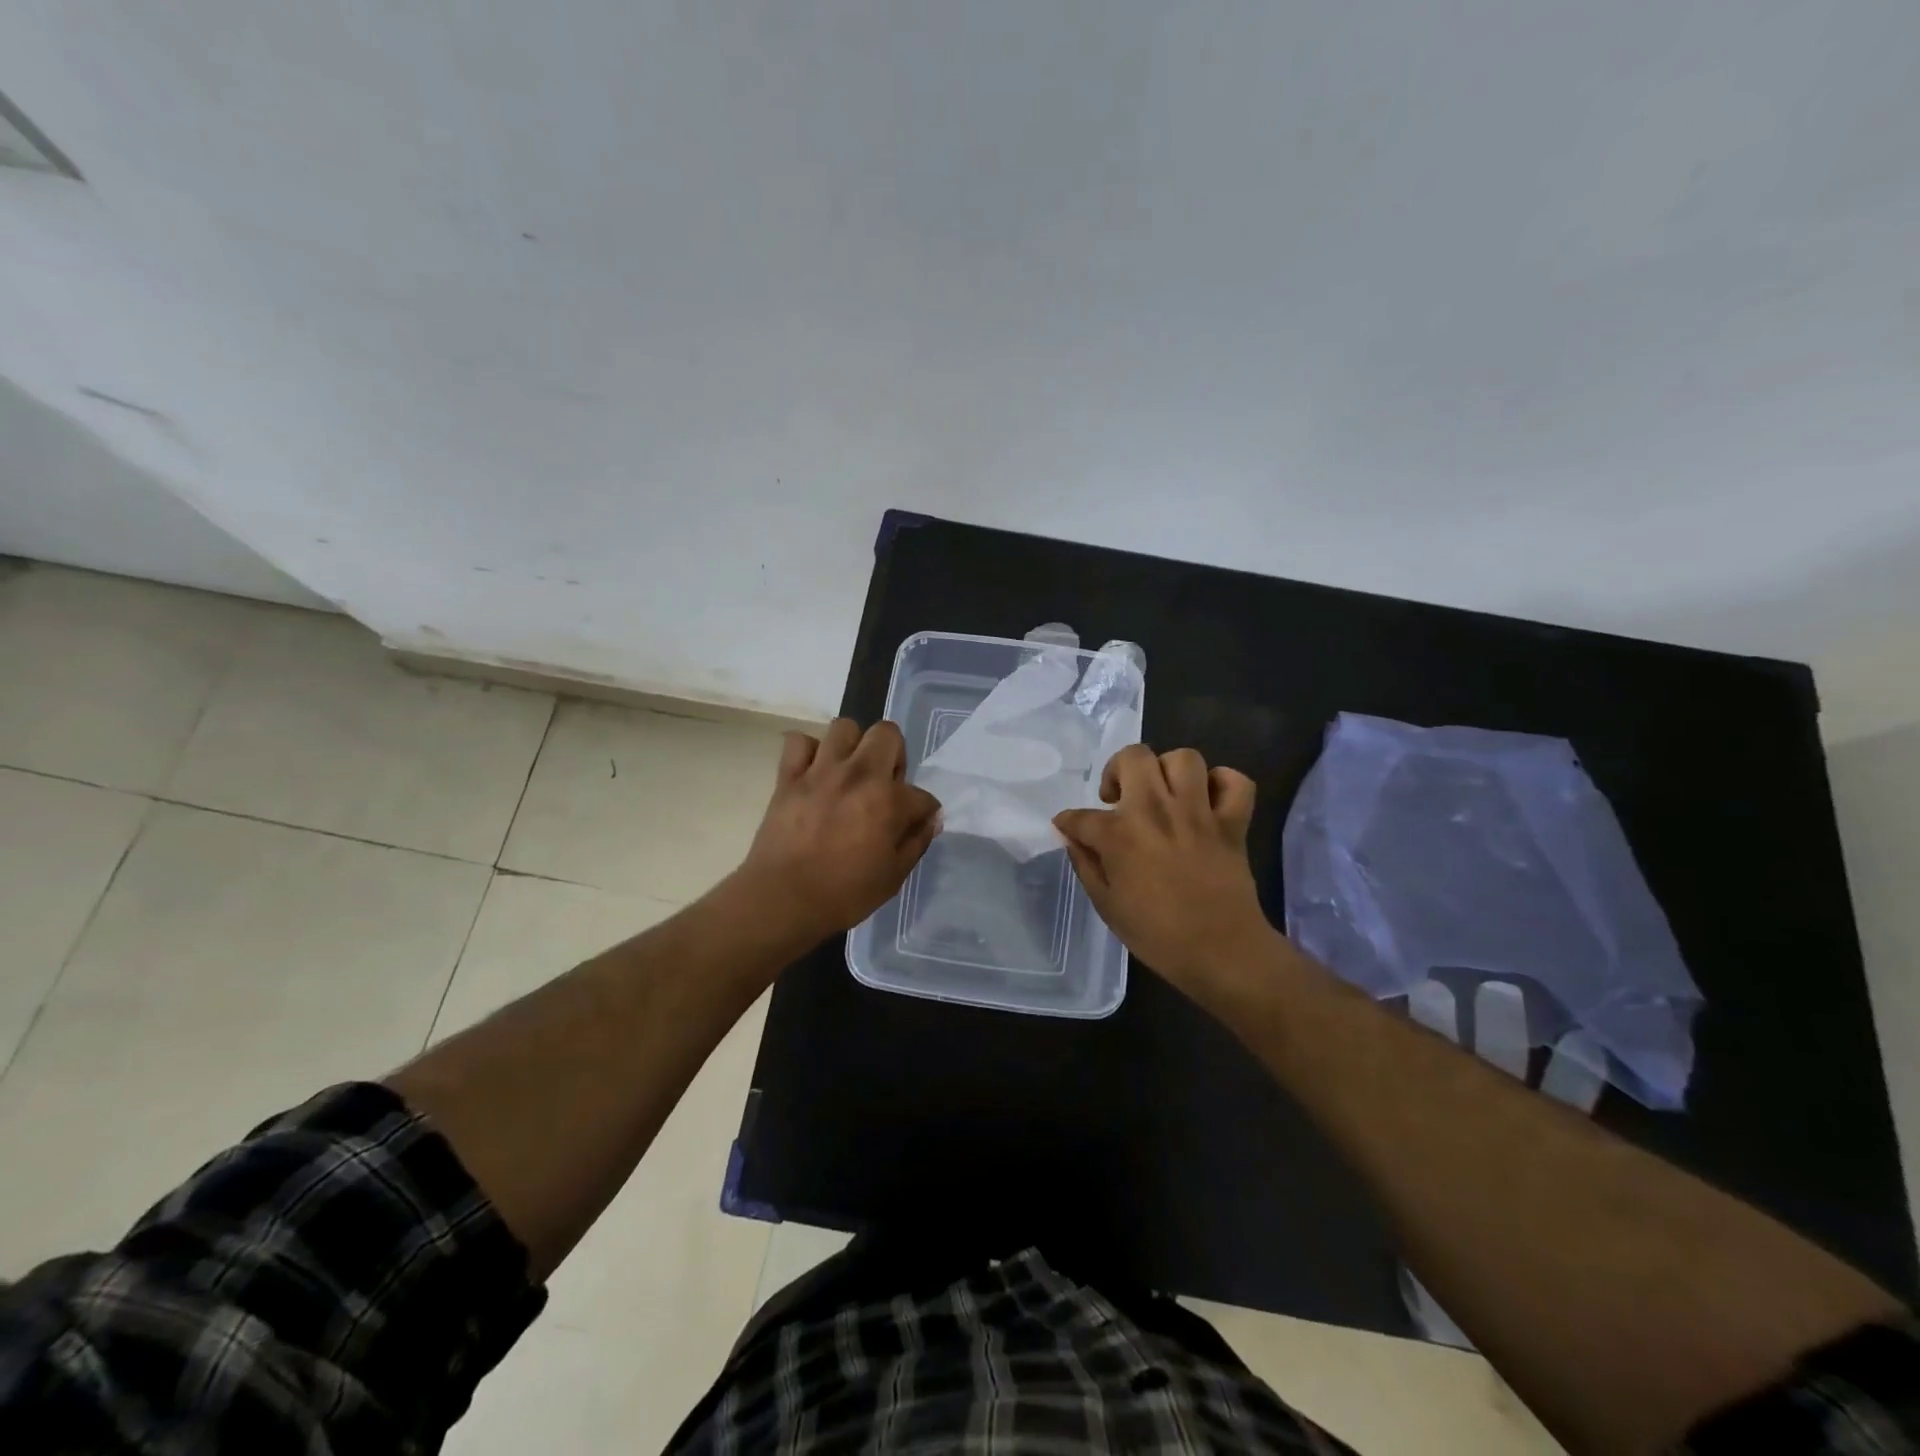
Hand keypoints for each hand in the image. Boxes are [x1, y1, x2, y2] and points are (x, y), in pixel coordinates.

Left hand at [735, 718, 941, 943]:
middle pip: (887, 733)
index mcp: (888, 800)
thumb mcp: (893, 876)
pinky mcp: (789, 776)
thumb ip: (916, 842)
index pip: (921, 795)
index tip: (915, 824)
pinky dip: (808, 752)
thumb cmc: (844, 894)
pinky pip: (799, 741)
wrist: (783, 899)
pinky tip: (814, 772)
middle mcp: (858, 774)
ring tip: (849, 771)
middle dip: (894, 755)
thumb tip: (930, 820)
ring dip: (853, 746)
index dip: (923, 811)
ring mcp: (821, 771)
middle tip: (884, 784)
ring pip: (844, 727)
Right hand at [1053, 745, 1273, 995]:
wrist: (1222, 953)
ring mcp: (1198, 813)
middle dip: (1118, 769)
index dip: (1069, 822)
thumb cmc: (1157, 935)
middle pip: (1134, 757)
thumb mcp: (1106, 905)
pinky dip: (1222, 783)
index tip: (1070, 828)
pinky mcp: (1232, 823)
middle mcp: (1157, 811)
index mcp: (1120, 835)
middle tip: (1119, 797)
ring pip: (1184, 759)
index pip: (1081, 815)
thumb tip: (1071, 837)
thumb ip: (1085, 864)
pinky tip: (1206, 801)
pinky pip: (1235, 782)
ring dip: (1168, 771)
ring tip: (1163, 794)